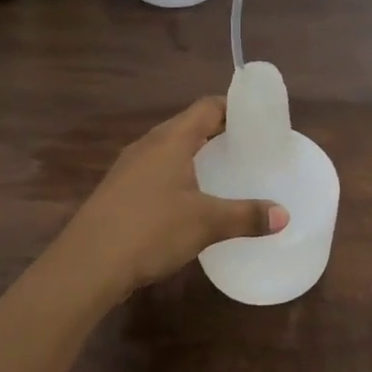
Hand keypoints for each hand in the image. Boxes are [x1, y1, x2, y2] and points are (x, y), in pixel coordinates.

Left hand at [57, 98, 289, 300]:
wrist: (86, 264)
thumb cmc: (151, 230)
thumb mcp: (206, 224)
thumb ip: (246, 216)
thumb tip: (284, 215)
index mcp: (171, 139)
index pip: (206, 107)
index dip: (232, 107)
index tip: (256, 118)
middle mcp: (148, 144)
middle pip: (187, 124)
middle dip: (216, 130)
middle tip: (246, 145)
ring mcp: (128, 166)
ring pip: (168, 147)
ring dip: (194, 153)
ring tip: (221, 169)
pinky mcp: (117, 190)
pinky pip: (154, 168)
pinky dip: (176, 173)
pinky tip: (186, 199)